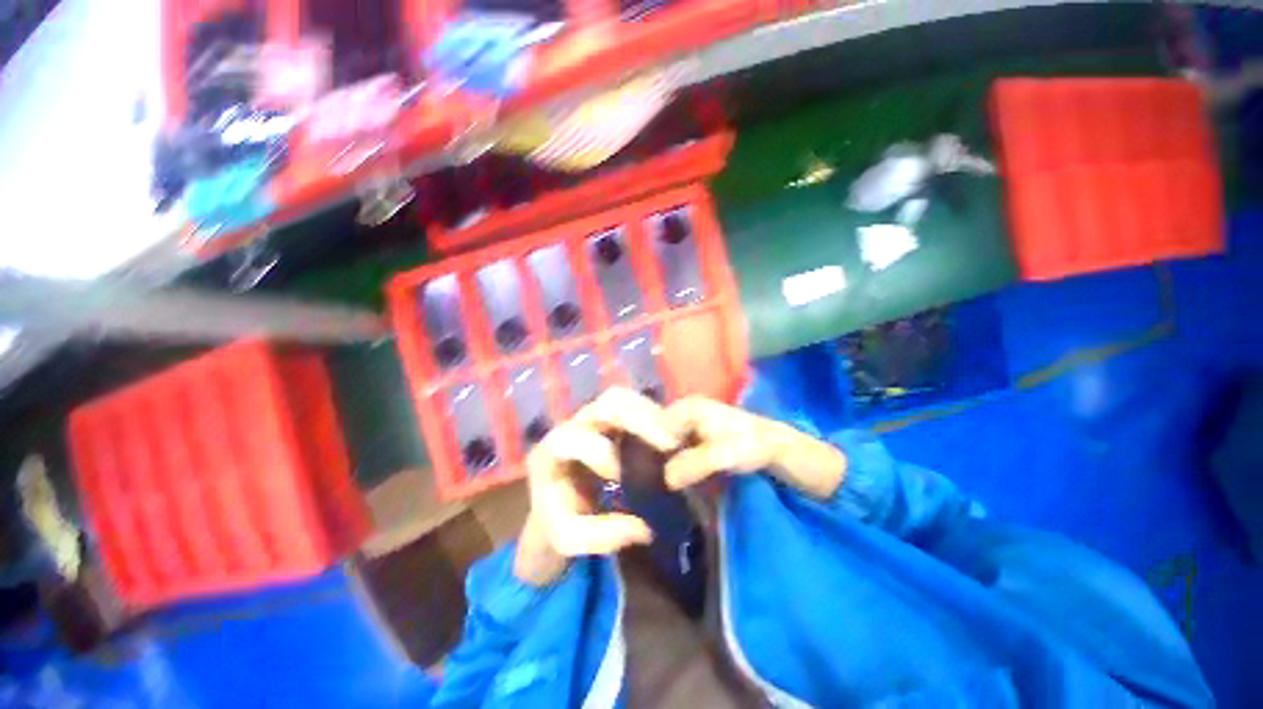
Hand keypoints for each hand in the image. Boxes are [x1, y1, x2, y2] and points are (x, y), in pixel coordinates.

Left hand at [514, 388, 679, 586]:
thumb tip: (644, 530)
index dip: (599, 453)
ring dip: (652, 415)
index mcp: (554, 448)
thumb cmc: (556, 515)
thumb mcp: (568, 536)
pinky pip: (634, 406)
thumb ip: (600, 536)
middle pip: (608, 402)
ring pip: (625, 398)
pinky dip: (654, 417)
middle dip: (641, 419)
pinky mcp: (612, 418)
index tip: (619, 476)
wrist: (554, 500)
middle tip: (669, 444)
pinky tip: (668, 437)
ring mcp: (596, 415)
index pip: (575, 437)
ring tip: (673, 440)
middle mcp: (576, 422)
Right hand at [663, 396, 846, 499]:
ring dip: (666, 465)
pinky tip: (674, 485)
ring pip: (670, 446)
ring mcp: (694, 427)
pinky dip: (678, 468)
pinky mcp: (701, 442)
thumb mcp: (720, 455)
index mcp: (688, 407)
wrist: (782, 450)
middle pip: (660, 435)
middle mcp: (686, 413)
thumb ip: (691, 464)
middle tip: (647, 483)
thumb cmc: (752, 445)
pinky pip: (681, 454)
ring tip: (657, 488)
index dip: (647, 447)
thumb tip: (664, 479)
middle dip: (655, 457)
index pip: (654, 425)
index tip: (641, 472)